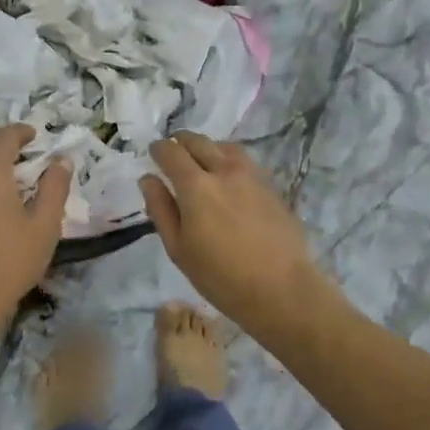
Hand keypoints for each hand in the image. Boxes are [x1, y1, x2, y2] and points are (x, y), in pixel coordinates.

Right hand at [138, 133, 332, 331]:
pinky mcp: (270, 186)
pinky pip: (245, 161)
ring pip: (225, 147)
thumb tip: (148, 179)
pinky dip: (229, 159)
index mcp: (196, 185)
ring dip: (208, 147)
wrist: (281, 288)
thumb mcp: (178, 249)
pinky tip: (228, 177)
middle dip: (181, 142)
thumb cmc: (220, 276)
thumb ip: (161, 209)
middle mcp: (224, 171)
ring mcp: (251, 176)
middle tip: (173, 152)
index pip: (171, 152)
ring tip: (201, 160)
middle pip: (198, 142)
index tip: (153, 154)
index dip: (159, 149)